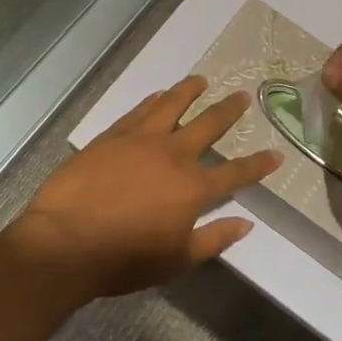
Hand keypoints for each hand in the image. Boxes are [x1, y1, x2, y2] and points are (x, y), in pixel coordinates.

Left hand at [12, 77, 280, 297]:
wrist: (65, 241)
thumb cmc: (124, 259)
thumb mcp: (176, 260)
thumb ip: (214, 239)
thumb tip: (246, 224)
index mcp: (193, 188)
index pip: (235, 173)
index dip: (258, 164)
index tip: (276, 154)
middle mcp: (174, 155)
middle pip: (209, 125)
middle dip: (229, 111)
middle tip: (241, 96)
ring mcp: (142, 140)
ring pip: (173, 105)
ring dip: (190, 91)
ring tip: (202, 80)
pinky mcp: (113, 135)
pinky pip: (140, 110)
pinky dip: (154, 100)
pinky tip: (159, 94)